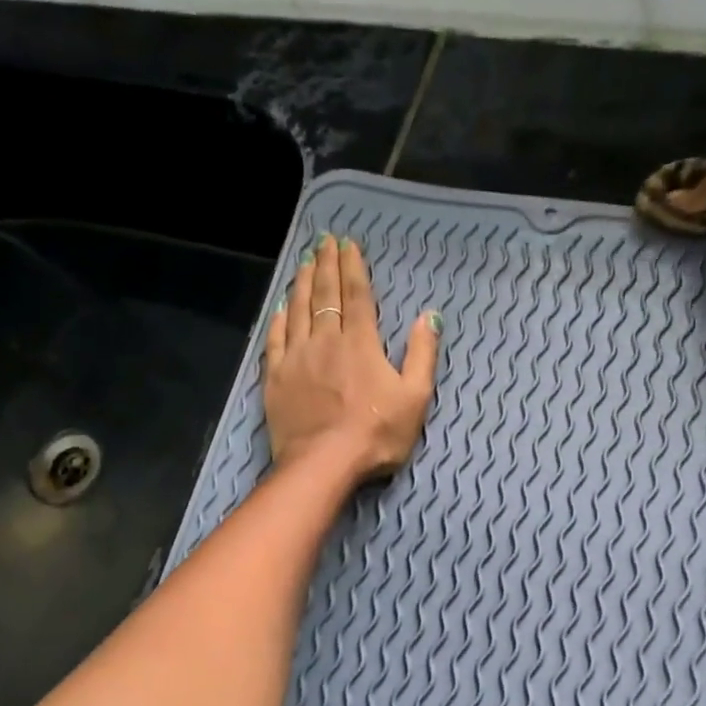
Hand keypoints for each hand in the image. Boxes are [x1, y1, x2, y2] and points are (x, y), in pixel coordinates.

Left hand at [264, 233, 438, 480]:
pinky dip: (279, 319)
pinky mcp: (276, 378)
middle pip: (325, 294)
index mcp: (361, 343)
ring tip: (304, 263)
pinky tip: (281, 307)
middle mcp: (326, 340)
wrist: (323, 463)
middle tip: (324, 241)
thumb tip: (429, 316)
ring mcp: (297, 358)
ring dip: (302, 283)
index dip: (353, 267)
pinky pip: (276, 340)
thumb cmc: (376, 435)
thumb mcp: (415, 398)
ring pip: (298, 310)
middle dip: (326, 265)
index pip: (358, 295)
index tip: (348, 245)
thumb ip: (422, 355)